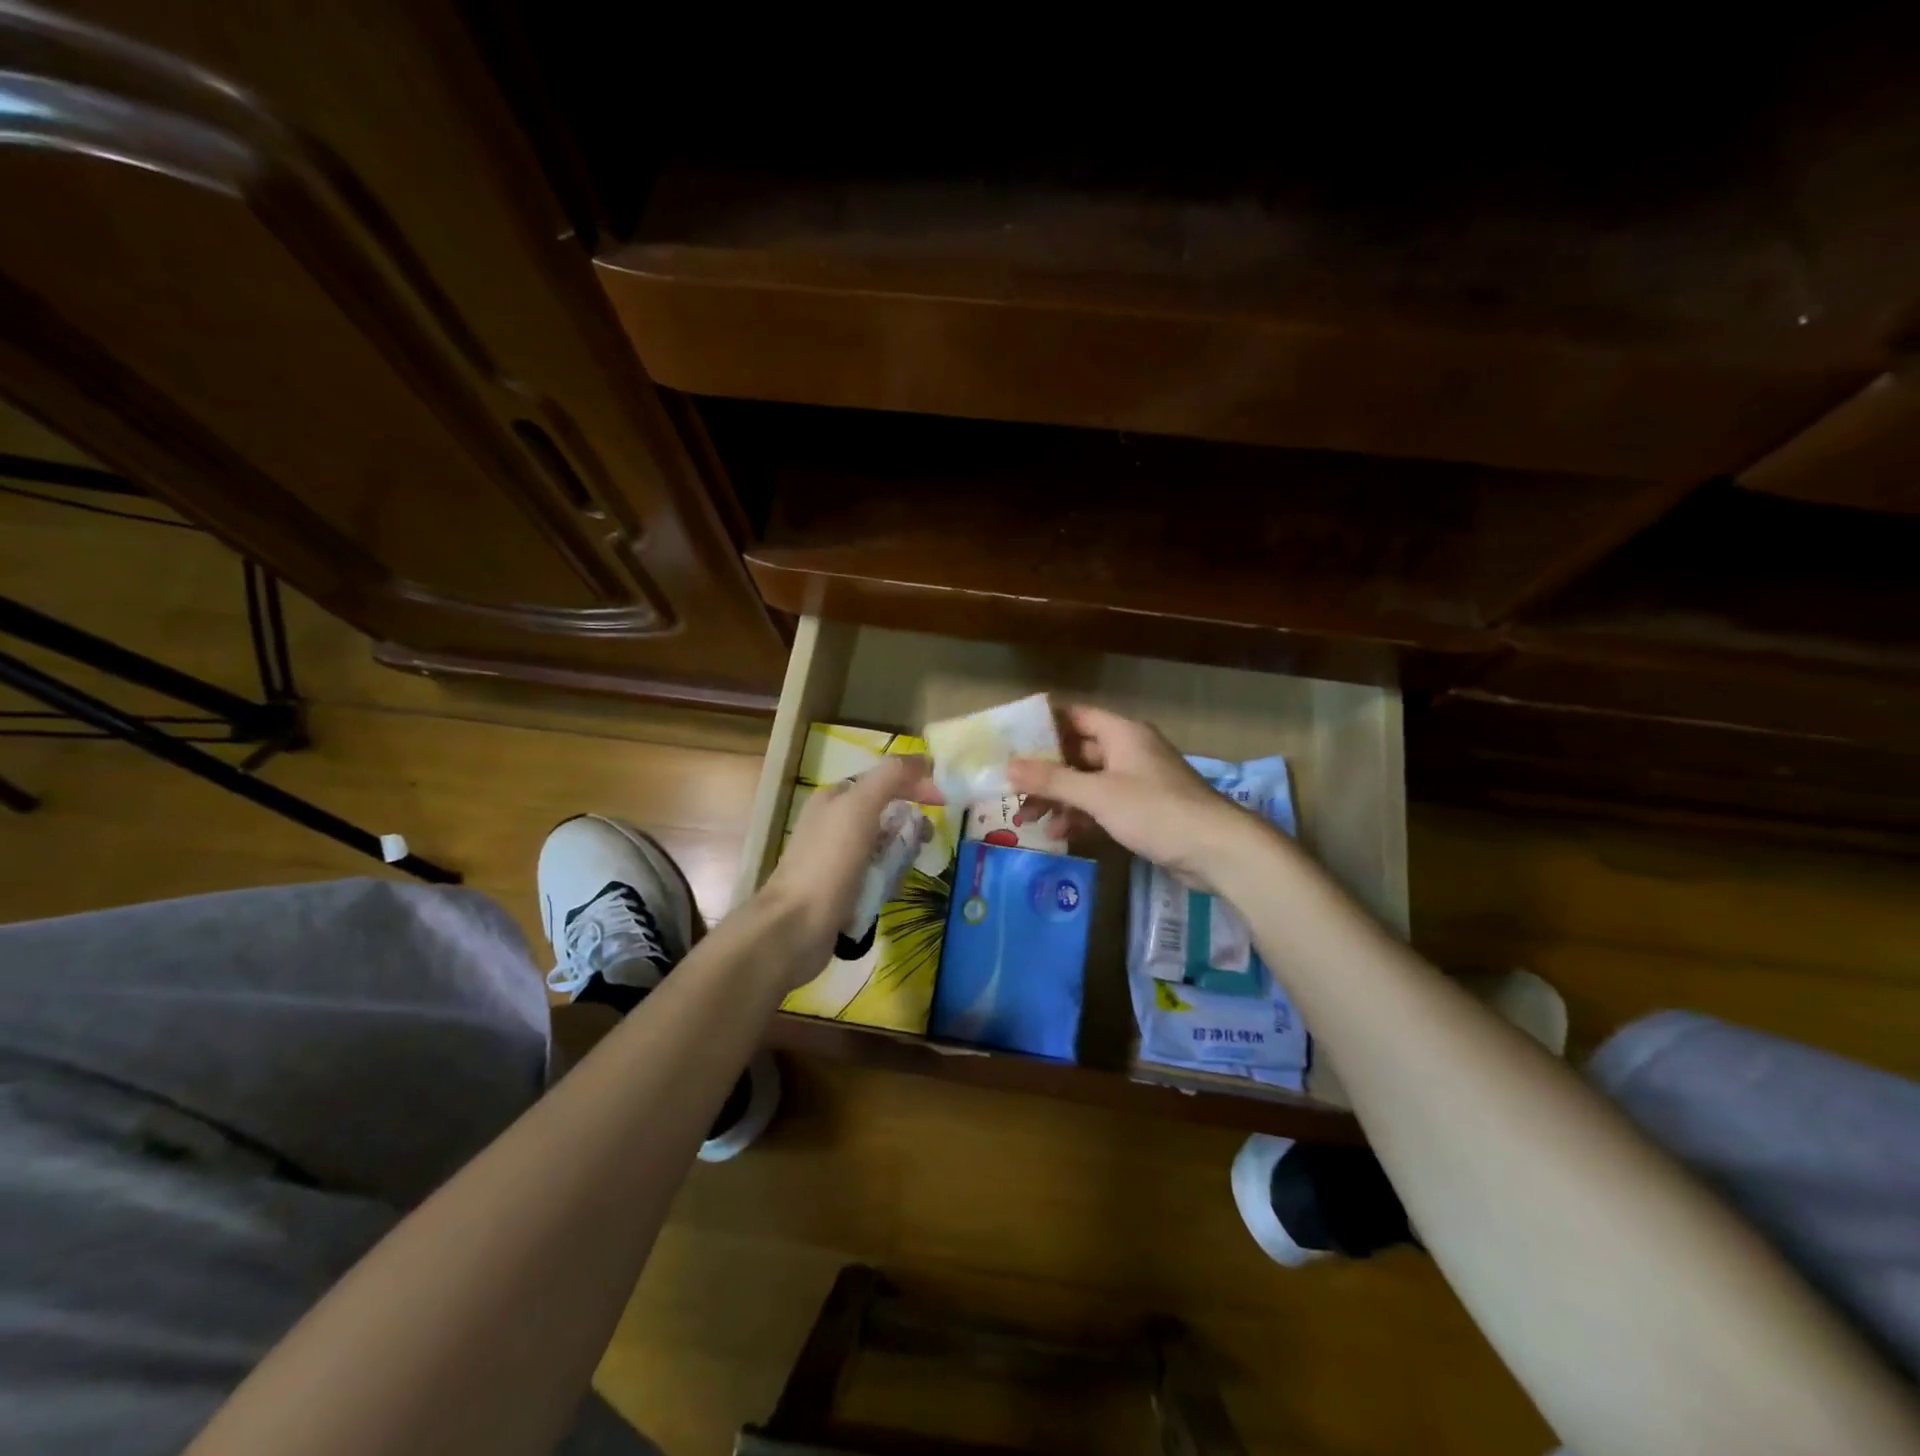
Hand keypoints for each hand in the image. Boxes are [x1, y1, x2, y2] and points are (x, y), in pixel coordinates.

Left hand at [759, 754, 942, 981]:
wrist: (796, 926)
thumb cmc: (829, 861)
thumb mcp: (860, 806)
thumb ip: (890, 777)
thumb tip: (923, 760)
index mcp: (835, 798)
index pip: (883, 779)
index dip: (914, 784)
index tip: (943, 801)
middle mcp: (833, 824)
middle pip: (886, 814)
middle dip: (909, 825)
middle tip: (923, 841)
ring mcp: (837, 858)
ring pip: (885, 847)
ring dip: (900, 856)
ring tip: (902, 872)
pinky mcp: (842, 889)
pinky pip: (877, 876)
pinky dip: (888, 881)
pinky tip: (889, 892)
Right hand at [1008, 705, 1269, 891]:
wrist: (1216, 850)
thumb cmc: (1155, 810)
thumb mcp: (1098, 794)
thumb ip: (1052, 781)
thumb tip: (1008, 767)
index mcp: (1121, 734)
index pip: (1074, 716)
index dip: (1042, 725)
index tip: (1009, 740)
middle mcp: (1128, 751)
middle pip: (1076, 753)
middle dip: (1044, 772)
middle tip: (1011, 789)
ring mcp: (1137, 782)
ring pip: (1087, 783)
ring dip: (1059, 799)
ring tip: (1027, 819)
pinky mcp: (1143, 810)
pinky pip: (1102, 806)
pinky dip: (1081, 816)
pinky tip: (1059, 833)